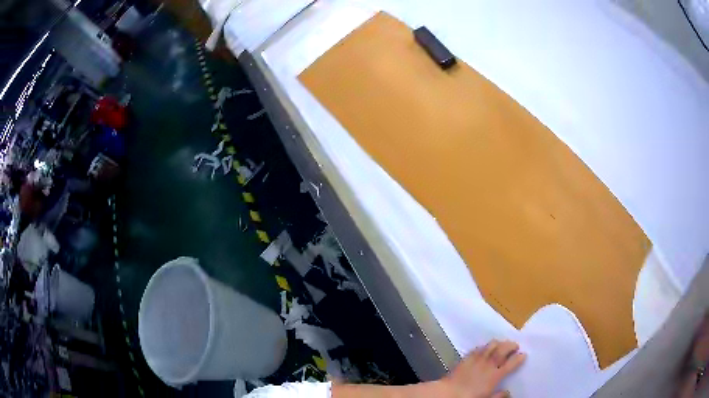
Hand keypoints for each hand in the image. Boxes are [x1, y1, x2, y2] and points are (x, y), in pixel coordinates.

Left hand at [439, 340, 525, 397]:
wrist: (447, 393)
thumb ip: (499, 396)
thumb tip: (508, 392)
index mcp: (495, 375)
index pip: (511, 363)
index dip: (519, 358)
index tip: (523, 355)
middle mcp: (488, 364)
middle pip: (503, 350)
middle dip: (511, 346)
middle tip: (516, 346)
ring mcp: (477, 359)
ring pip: (491, 346)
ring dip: (499, 343)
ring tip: (502, 344)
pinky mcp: (466, 358)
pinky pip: (478, 348)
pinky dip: (484, 346)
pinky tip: (485, 348)